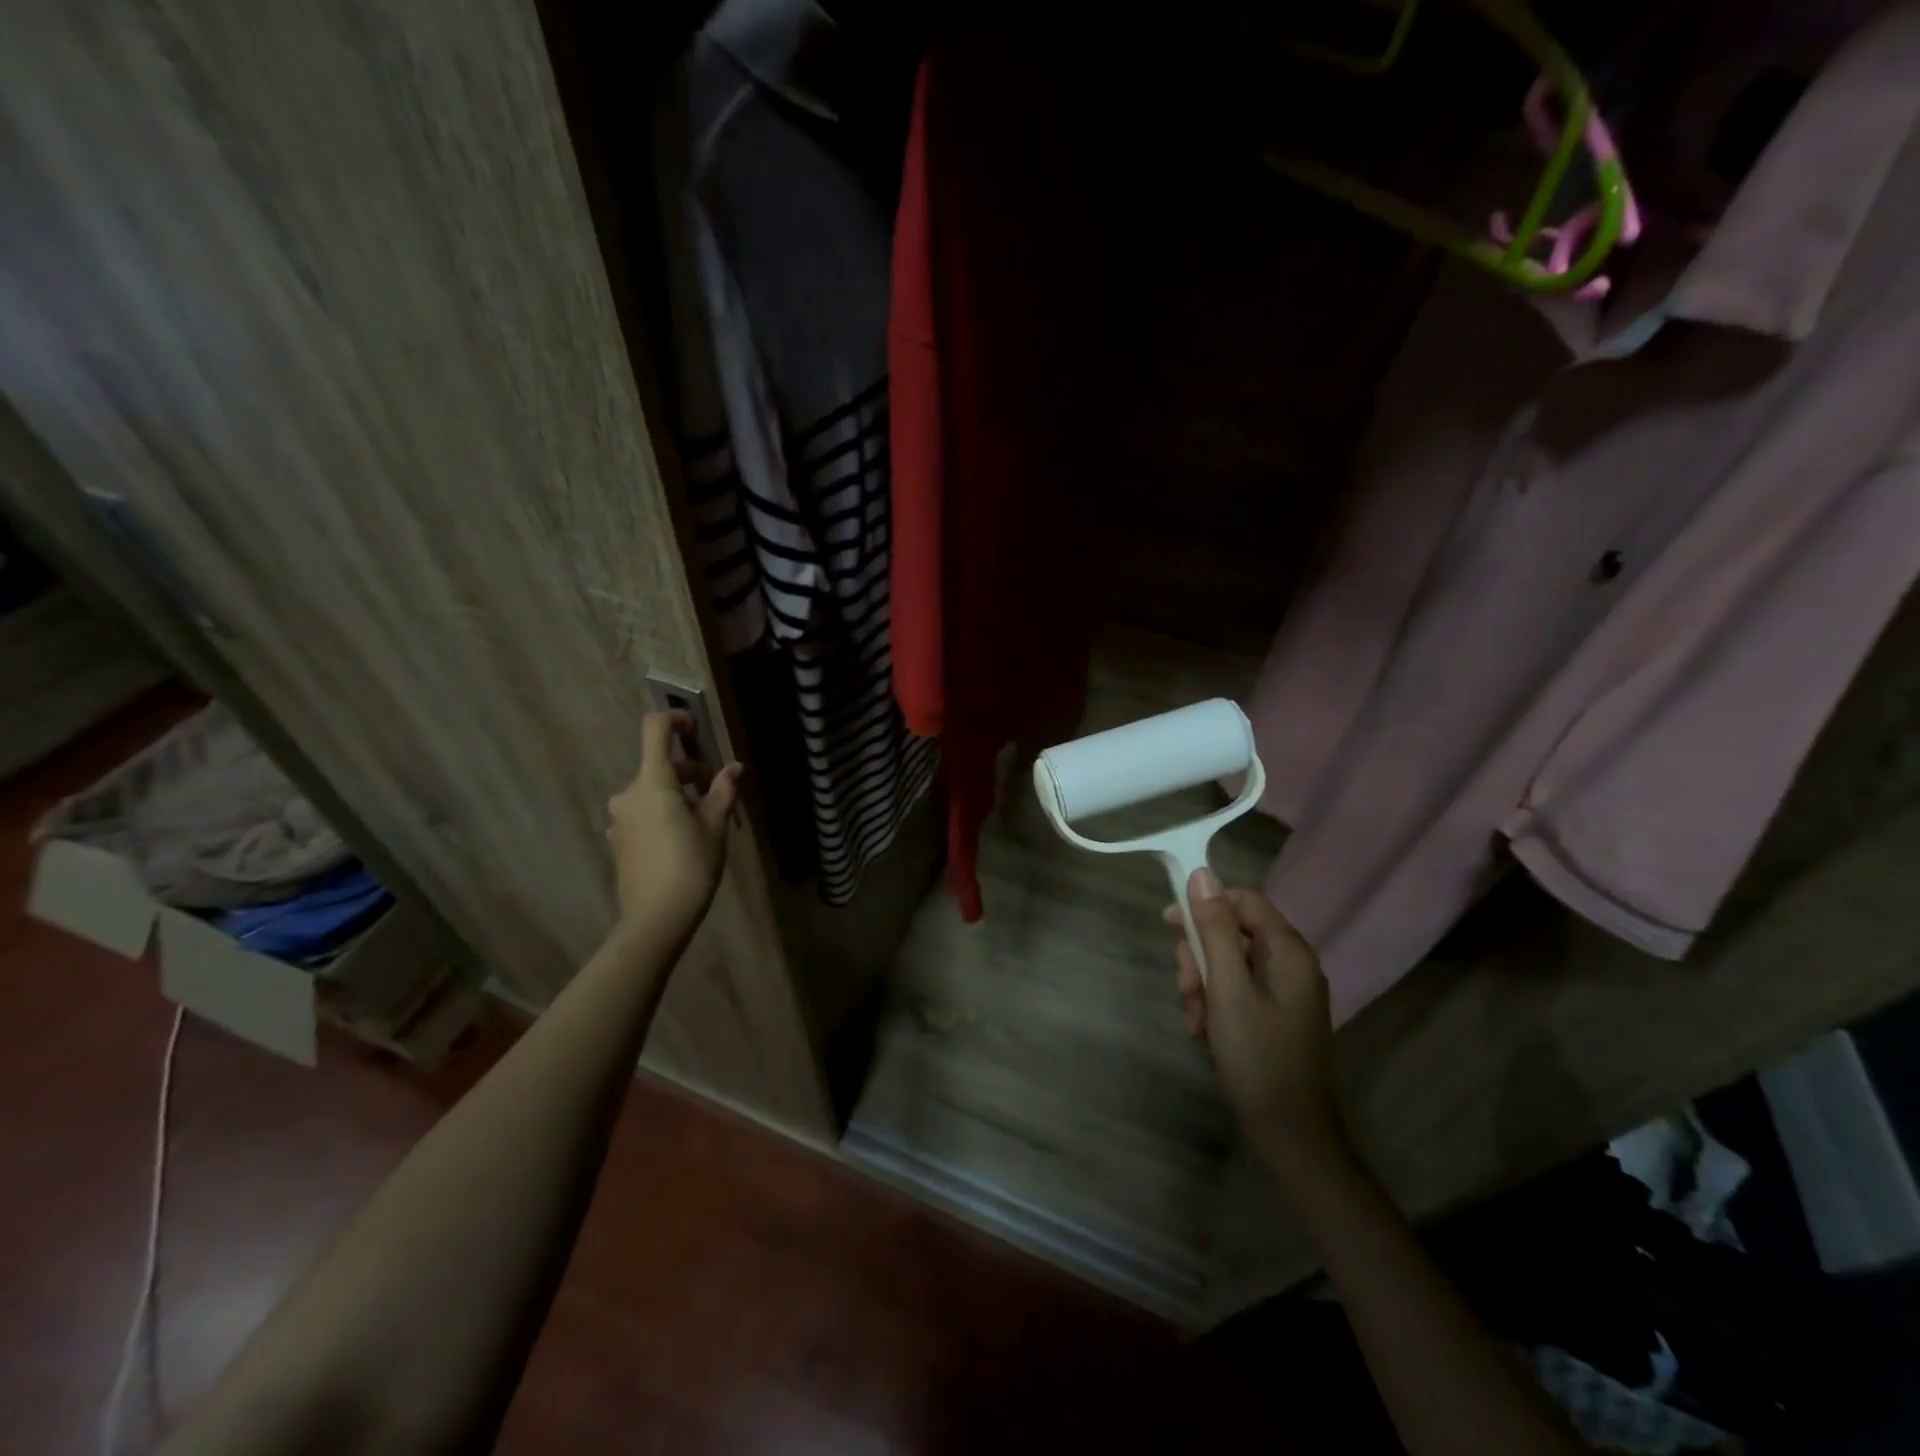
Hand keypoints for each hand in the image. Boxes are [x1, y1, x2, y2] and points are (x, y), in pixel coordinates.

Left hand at [605, 710, 742, 940]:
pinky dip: (664, 812)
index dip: (674, 719)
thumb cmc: (691, 865)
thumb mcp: (715, 825)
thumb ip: (723, 790)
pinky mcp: (619, 839)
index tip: (695, 727)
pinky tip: (683, 838)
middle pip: (658, 765)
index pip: (655, 730)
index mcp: (653, 783)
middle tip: (716, 790)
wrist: (655, 918)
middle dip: (689, 770)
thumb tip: (735, 767)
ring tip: (704, 818)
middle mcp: (629, 794)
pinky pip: (643, 812)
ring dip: (677, 793)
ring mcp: (620, 818)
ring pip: (652, 791)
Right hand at [1164, 870, 1348, 1177]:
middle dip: (1201, 957)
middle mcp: (1291, 965)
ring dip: (1203, 985)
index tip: (1169, 923)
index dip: (1205, 904)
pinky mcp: (1276, 1017)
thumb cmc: (1258, 1056)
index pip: (1244, 900)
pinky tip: (1205, 1031)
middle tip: (1185, 989)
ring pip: (1230, 965)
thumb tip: (1202, 874)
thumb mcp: (1228, 989)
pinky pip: (1237, 992)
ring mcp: (1285, 993)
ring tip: (1196, 1019)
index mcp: (1288, 951)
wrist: (1291, 1135)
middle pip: (1233, 934)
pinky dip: (1216, 1005)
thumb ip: (1216, 930)